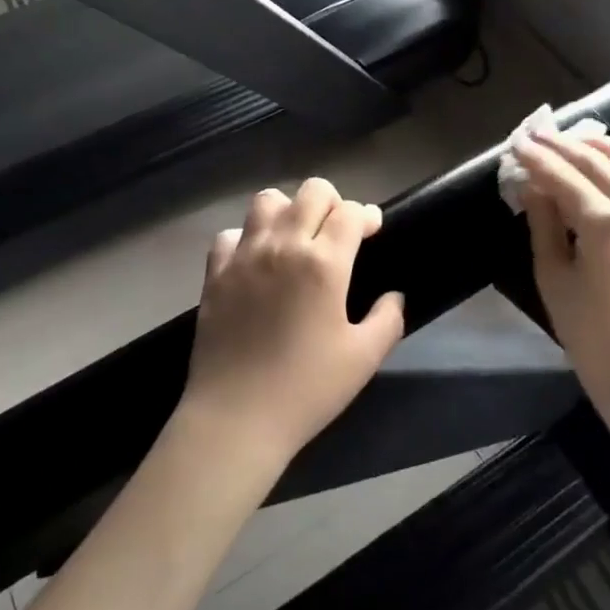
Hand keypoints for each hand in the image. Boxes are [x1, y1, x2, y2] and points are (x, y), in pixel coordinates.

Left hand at [181, 178, 405, 467]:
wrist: (237, 418)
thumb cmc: (307, 389)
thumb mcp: (364, 359)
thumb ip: (387, 319)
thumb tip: (394, 296)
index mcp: (324, 262)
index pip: (351, 212)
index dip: (367, 215)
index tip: (372, 229)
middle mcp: (284, 245)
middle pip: (311, 191)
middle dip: (333, 202)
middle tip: (337, 230)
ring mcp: (245, 255)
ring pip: (267, 200)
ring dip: (287, 210)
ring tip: (294, 237)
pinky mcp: (215, 272)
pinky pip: (230, 234)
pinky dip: (246, 239)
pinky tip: (255, 262)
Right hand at [513, 132, 609, 432]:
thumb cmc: (590, 334)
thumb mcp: (553, 276)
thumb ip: (543, 223)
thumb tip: (532, 185)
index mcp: (604, 223)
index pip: (562, 176)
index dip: (535, 158)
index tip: (514, 143)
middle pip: (594, 161)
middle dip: (561, 145)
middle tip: (533, 135)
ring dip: (597, 146)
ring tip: (569, 139)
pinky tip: (599, 165)